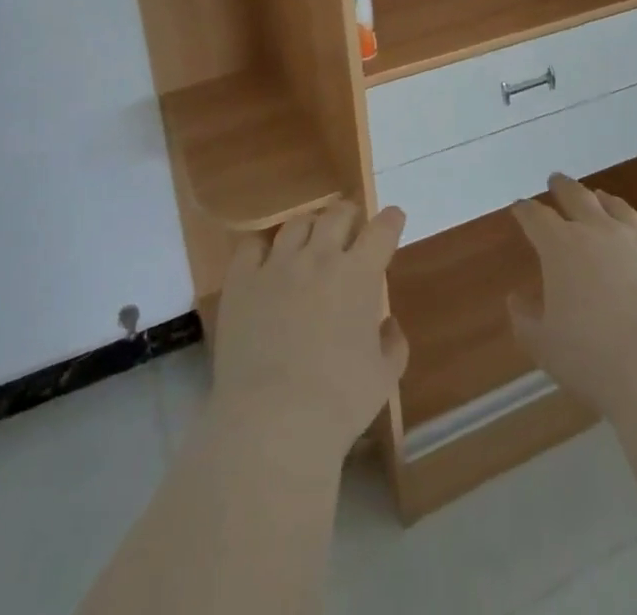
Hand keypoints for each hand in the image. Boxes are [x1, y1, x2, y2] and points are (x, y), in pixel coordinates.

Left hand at [210, 201, 408, 464]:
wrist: (273, 422)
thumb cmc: (338, 403)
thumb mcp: (384, 378)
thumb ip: (393, 343)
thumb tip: (388, 323)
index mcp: (359, 274)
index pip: (382, 229)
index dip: (391, 220)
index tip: (394, 219)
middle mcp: (320, 256)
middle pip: (338, 214)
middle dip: (350, 215)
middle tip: (351, 226)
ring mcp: (278, 264)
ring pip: (297, 224)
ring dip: (311, 227)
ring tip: (310, 239)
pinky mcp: (242, 280)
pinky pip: (252, 245)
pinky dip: (263, 247)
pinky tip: (265, 259)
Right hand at [509, 176, 636, 418]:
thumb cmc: (594, 358)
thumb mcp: (544, 346)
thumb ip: (525, 319)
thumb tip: (516, 299)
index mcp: (560, 247)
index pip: (536, 218)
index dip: (525, 211)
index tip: (519, 207)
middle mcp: (598, 231)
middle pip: (577, 197)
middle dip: (563, 188)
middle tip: (556, 181)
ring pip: (619, 207)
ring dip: (605, 200)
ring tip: (600, 197)